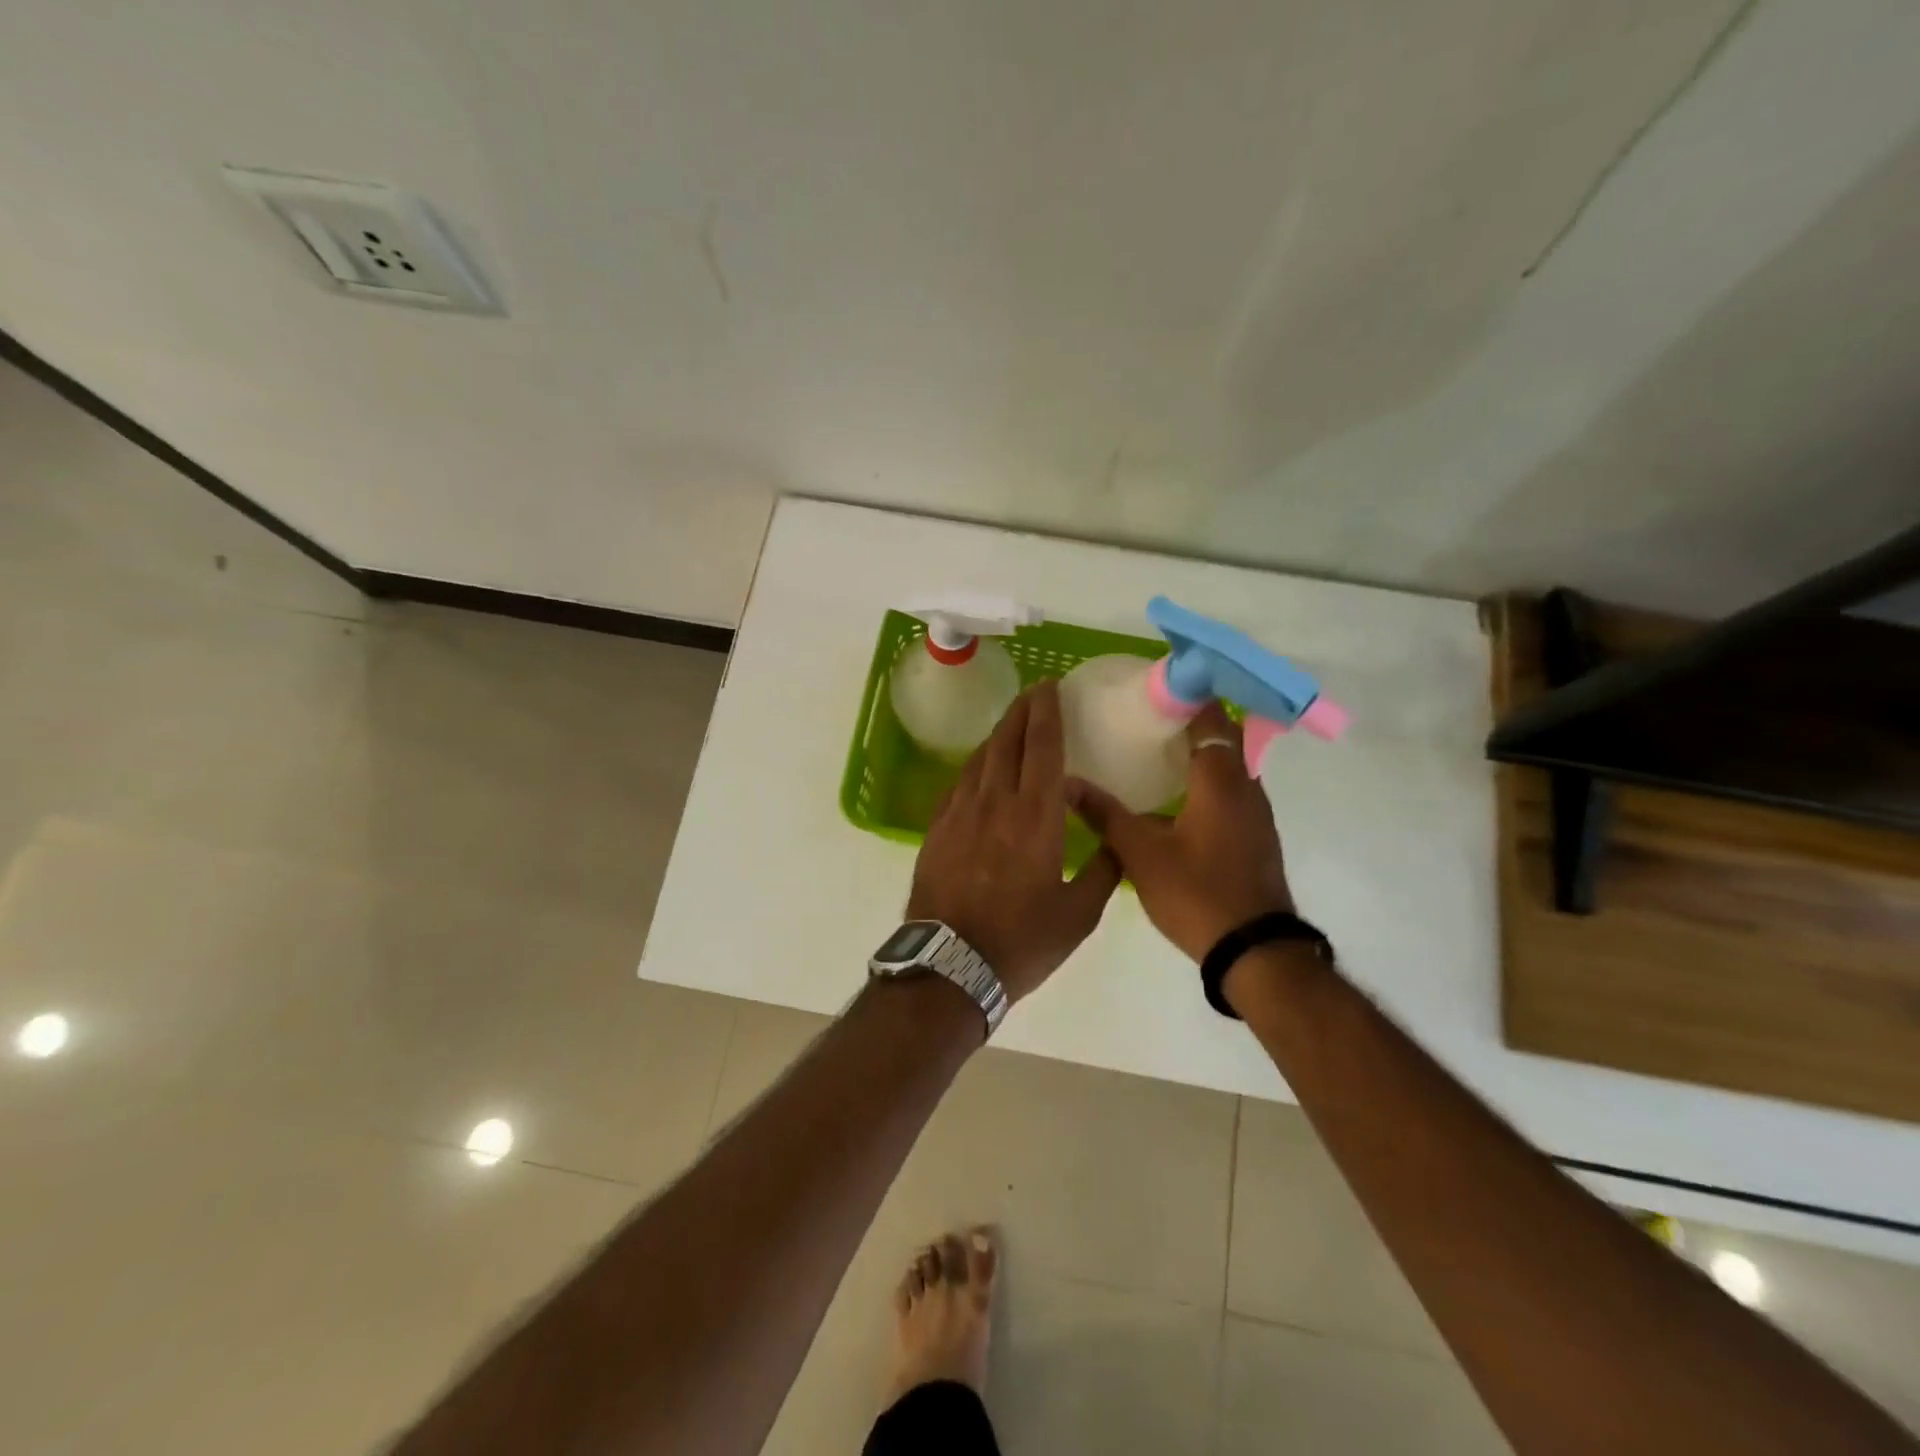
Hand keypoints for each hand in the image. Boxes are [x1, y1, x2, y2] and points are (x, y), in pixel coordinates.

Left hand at [907, 681, 1122, 1002]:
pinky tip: (981, 769)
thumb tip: (1117, 841)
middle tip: (1035, 691)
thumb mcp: (1079, 915)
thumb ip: (1103, 871)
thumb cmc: (1021, 941)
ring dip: (998, 735)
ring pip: (980, 759)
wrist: (949, 965)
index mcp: (1035, 816)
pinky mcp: (936, 829)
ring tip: (1012, 724)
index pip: (1042, 747)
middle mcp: (995, 802)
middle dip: (1022, 711)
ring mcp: (959, 813)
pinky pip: (959, 783)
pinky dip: (976, 766)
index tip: (1050, 686)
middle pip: (1007, 741)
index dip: (1046, 712)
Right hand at [1066, 703, 1294, 961]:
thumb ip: (1105, 815)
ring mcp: (1256, 815)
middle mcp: (1246, 788)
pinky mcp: (1256, 837)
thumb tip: (1067, 784)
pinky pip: (1231, 793)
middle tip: (1146, 720)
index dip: (1187, 697)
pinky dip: (1207, 783)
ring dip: (1199, 755)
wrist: (1255, 951)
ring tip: (1154, 753)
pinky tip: (1175, 800)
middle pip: (1222, 739)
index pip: (1211, 718)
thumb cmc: (1198, 893)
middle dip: (1189, 724)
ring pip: (1229, 768)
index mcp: (1221, 780)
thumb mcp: (1141, 854)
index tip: (1154, 689)